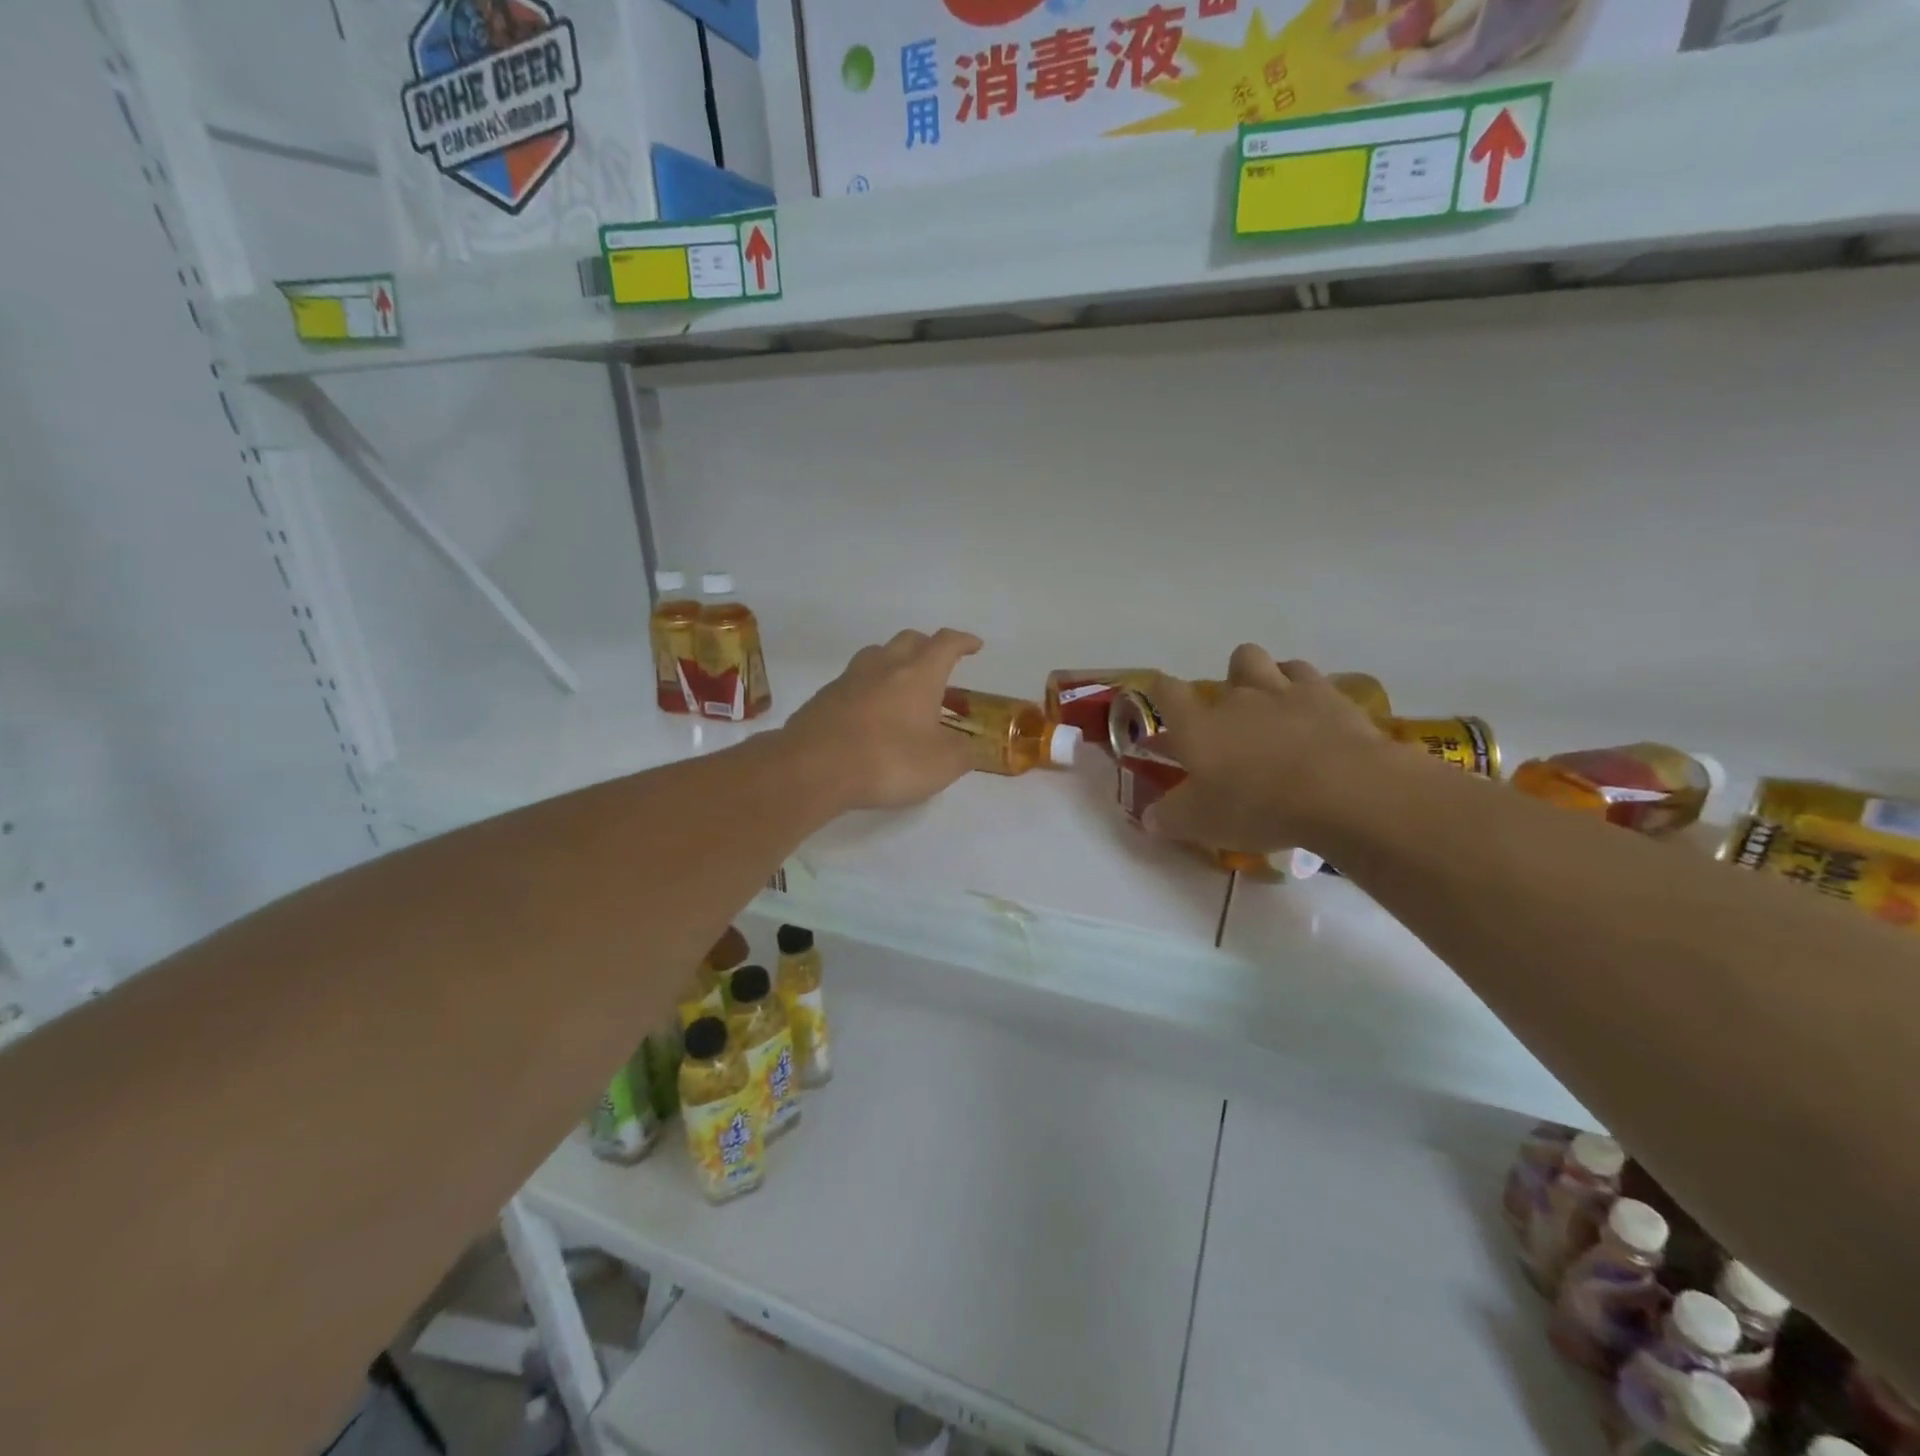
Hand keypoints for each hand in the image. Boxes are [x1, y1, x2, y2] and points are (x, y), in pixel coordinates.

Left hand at [782, 629, 982, 811]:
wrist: (813, 769)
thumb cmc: (888, 760)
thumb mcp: (942, 765)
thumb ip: (963, 753)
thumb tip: (970, 747)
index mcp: (919, 674)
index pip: (946, 644)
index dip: (963, 642)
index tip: (974, 646)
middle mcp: (883, 666)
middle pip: (909, 640)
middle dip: (927, 646)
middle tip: (938, 665)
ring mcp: (848, 680)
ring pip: (876, 655)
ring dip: (893, 662)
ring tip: (902, 685)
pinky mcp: (823, 699)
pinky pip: (852, 683)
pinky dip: (867, 689)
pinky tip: (869, 714)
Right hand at [1144, 647, 1391, 854]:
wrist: (1342, 791)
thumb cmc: (1258, 806)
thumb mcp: (1201, 824)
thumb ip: (1170, 817)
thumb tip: (1150, 817)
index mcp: (1197, 725)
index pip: (1167, 691)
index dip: (1160, 692)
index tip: (1162, 700)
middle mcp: (1237, 697)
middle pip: (1228, 667)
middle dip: (1228, 685)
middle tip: (1234, 720)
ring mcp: (1285, 691)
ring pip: (1267, 661)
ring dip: (1265, 676)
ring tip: (1272, 705)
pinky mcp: (1330, 697)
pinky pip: (1309, 677)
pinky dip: (1305, 689)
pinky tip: (1310, 713)